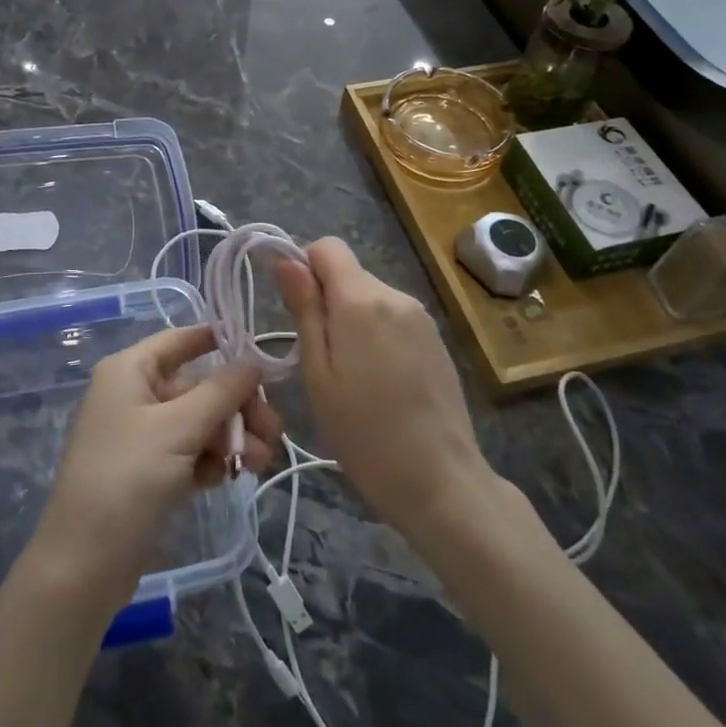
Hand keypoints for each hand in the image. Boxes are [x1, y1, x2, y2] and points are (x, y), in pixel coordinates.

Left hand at [30, 324, 282, 612]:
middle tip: (274, 430)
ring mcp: (142, 436)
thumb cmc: (127, 478)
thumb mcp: (178, 428)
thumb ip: (221, 392)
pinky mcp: (150, 473)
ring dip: (233, 437)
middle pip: (197, 387)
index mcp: (130, 371)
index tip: (260, 353)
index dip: (217, 341)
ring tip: (262, 462)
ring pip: (199, 423)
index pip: (178, 341)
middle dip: (237, 406)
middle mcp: (134, 395)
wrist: (85, 563)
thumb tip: (253, 361)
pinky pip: (191, 453)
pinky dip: (213, 460)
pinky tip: (232, 477)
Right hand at [275, 238, 493, 537]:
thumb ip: (304, 309)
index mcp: (361, 299)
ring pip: (370, 297)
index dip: (304, 268)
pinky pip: (393, 318)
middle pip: (348, 274)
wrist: (440, 480)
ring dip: (352, 320)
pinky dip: (377, 335)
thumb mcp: (317, 372)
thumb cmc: (363, 432)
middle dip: (327, 301)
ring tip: (351, 376)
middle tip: (320, 358)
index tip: (297, 311)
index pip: (327, 246)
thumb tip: (285, 259)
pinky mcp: (436, 339)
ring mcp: (421, 317)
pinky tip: (381, 381)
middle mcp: (395, 295)